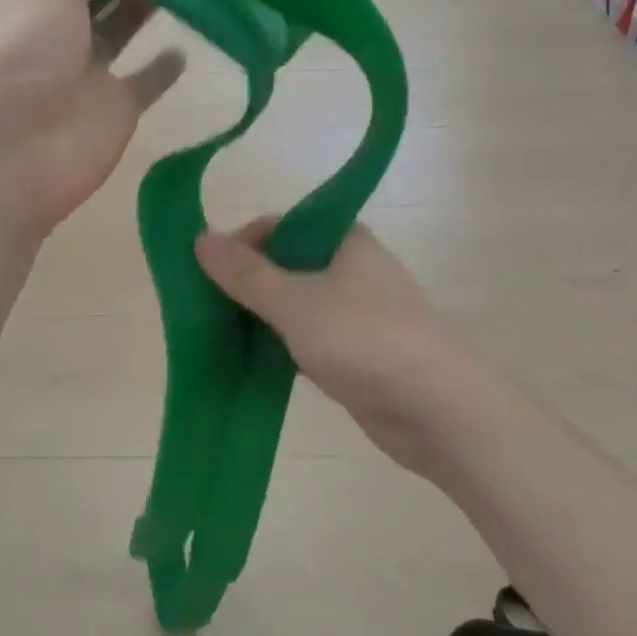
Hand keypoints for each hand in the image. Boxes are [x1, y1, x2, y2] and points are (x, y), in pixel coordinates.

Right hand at [195, 221, 483, 477]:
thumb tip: (199, 237)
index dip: (240, 244)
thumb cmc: (365, 339)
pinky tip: (250, 361)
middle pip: (284, 265)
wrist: (437, 409)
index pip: (278, 227)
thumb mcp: (296, 301)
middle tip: (205, 309)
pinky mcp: (354, 352)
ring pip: (293, 305)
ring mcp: (354, 312)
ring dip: (259, 318)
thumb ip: (246, 273)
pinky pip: (305, 338)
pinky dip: (278, 346)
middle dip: (245, 285)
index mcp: (343, 240)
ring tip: (218, 335)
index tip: (207, 274)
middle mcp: (350, 269)